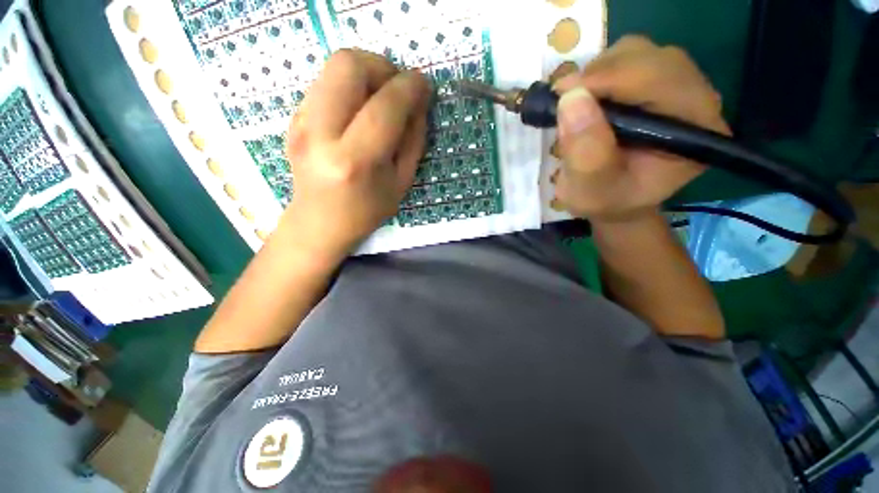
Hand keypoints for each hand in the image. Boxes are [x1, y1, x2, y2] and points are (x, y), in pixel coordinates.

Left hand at [282, 49, 430, 256]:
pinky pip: (326, 82)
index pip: (385, 106)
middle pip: (349, 65)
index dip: (410, 87)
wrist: (319, 222)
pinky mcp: (294, 118)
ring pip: (334, 66)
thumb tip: (419, 103)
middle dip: (382, 66)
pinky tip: (359, 111)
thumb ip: (413, 141)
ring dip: (366, 72)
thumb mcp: (401, 183)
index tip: (424, 85)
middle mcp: (321, 134)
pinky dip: (351, 86)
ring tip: (381, 98)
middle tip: (397, 89)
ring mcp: (301, 122)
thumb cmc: (366, 211)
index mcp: (355, 161)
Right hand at [552, 36, 730, 224]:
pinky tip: (588, 99)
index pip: (660, 81)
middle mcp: (697, 100)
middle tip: (565, 101)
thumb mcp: (590, 191)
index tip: (563, 94)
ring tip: (576, 104)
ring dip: (598, 73)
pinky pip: (630, 59)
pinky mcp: (660, 83)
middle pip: (651, 59)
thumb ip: (586, 154)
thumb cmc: (606, 201)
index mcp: (695, 131)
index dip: (610, 79)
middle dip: (601, 75)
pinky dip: (600, 73)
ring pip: (638, 53)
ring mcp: (680, 87)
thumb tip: (571, 99)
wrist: (617, 200)